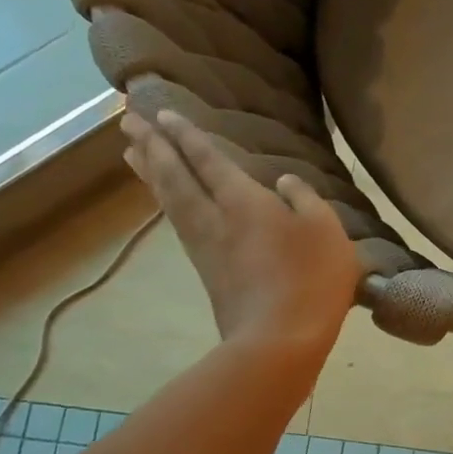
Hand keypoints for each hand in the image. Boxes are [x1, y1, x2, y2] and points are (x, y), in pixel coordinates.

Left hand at [122, 109, 359, 357]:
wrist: (280, 339)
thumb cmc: (310, 278)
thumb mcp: (325, 229)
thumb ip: (305, 198)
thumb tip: (284, 182)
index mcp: (243, 201)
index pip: (207, 159)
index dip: (186, 135)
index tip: (162, 114)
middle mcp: (214, 218)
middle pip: (175, 176)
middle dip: (153, 146)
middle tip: (127, 121)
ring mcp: (206, 247)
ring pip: (170, 200)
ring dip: (150, 173)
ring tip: (131, 153)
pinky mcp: (207, 271)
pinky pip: (178, 222)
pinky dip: (165, 202)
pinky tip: (166, 201)